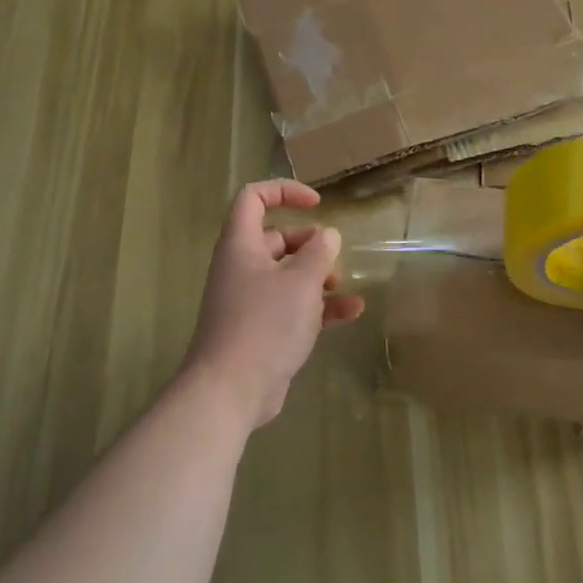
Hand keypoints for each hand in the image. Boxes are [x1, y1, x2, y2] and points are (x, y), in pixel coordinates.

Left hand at [183, 180, 365, 430]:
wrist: (231, 391)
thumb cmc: (264, 324)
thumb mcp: (301, 281)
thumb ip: (319, 252)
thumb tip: (328, 235)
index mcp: (242, 246)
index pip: (253, 199)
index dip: (284, 192)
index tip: (317, 204)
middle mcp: (243, 268)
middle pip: (277, 239)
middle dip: (310, 243)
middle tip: (333, 255)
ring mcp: (251, 301)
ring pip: (288, 275)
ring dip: (318, 276)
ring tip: (343, 286)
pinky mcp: (262, 330)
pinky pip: (294, 307)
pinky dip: (320, 306)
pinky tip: (352, 313)